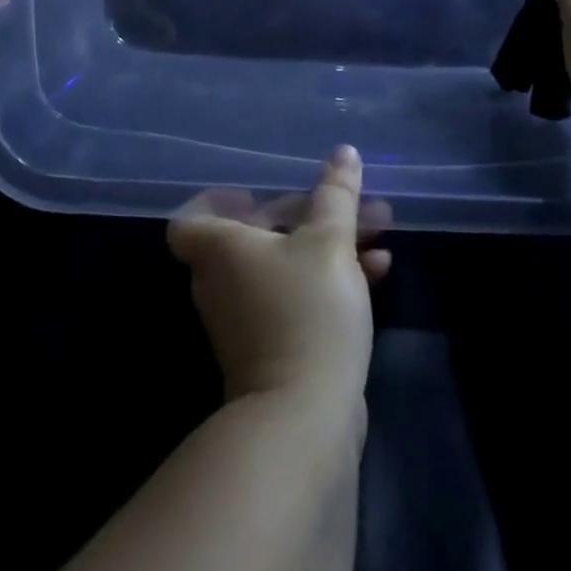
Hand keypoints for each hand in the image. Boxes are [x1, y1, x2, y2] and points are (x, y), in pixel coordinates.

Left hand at [168, 147, 390, 404]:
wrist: (304, 418)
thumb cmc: (307, 311)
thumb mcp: (330, 241)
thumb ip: (336, 194)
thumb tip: (344, 152)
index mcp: (220, 249)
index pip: (190, 218)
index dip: (217, 201)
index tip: (256, 194)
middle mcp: (222, 282)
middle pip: (255, 235)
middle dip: (309, 214)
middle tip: (351, 203)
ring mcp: (245, 320)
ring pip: (284, 265)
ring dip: (329, 245)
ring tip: (379, 231)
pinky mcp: (272, 349)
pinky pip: (296, 297)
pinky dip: (329, 280)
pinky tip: (380, 271)